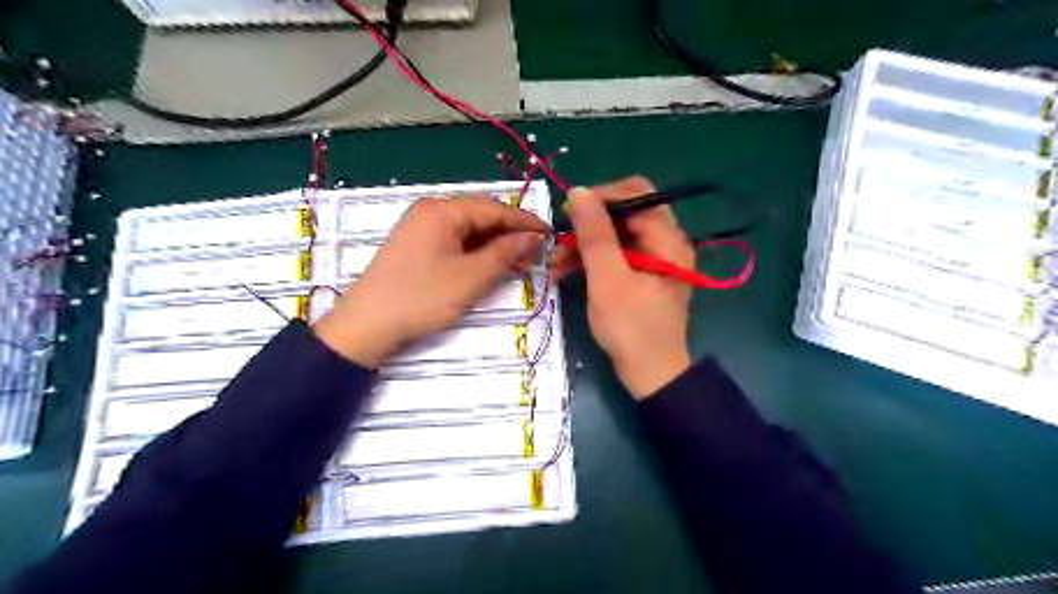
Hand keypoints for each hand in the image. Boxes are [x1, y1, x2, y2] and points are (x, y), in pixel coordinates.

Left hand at [310, 195, 543, 366]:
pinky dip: (475, 251)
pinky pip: (454, 241)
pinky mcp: (416, 246)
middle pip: (481, 215)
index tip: (550, 235)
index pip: (495, 208)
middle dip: (510, 233)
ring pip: (468, 229)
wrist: (367, 325)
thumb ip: (505, 252)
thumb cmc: (422, 298)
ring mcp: (421, 228)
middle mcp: (431, 211)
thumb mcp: (471, 277)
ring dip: (494, 243)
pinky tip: (489, 265)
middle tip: (535, 253)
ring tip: (517, 262)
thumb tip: (533, 236)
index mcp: (443, 210)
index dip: (525, 222)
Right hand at [556, 177, 695, 397]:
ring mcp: (656, 259)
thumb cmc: (630, 328)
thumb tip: (579, 191)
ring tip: (556, 261)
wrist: (650, 375)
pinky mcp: (644, 275)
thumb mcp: (608, 279)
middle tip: (561, 239)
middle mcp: (667, 242)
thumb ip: (595, 234)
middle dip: (590, 223)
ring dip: (586, 243)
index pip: (636, 194)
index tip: (569, 213)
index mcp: (668, 239)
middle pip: (626, 213)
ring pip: (617, 235)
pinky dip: (593, 259)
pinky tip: (567, 271)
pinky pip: (617, 255)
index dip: (601, 197)